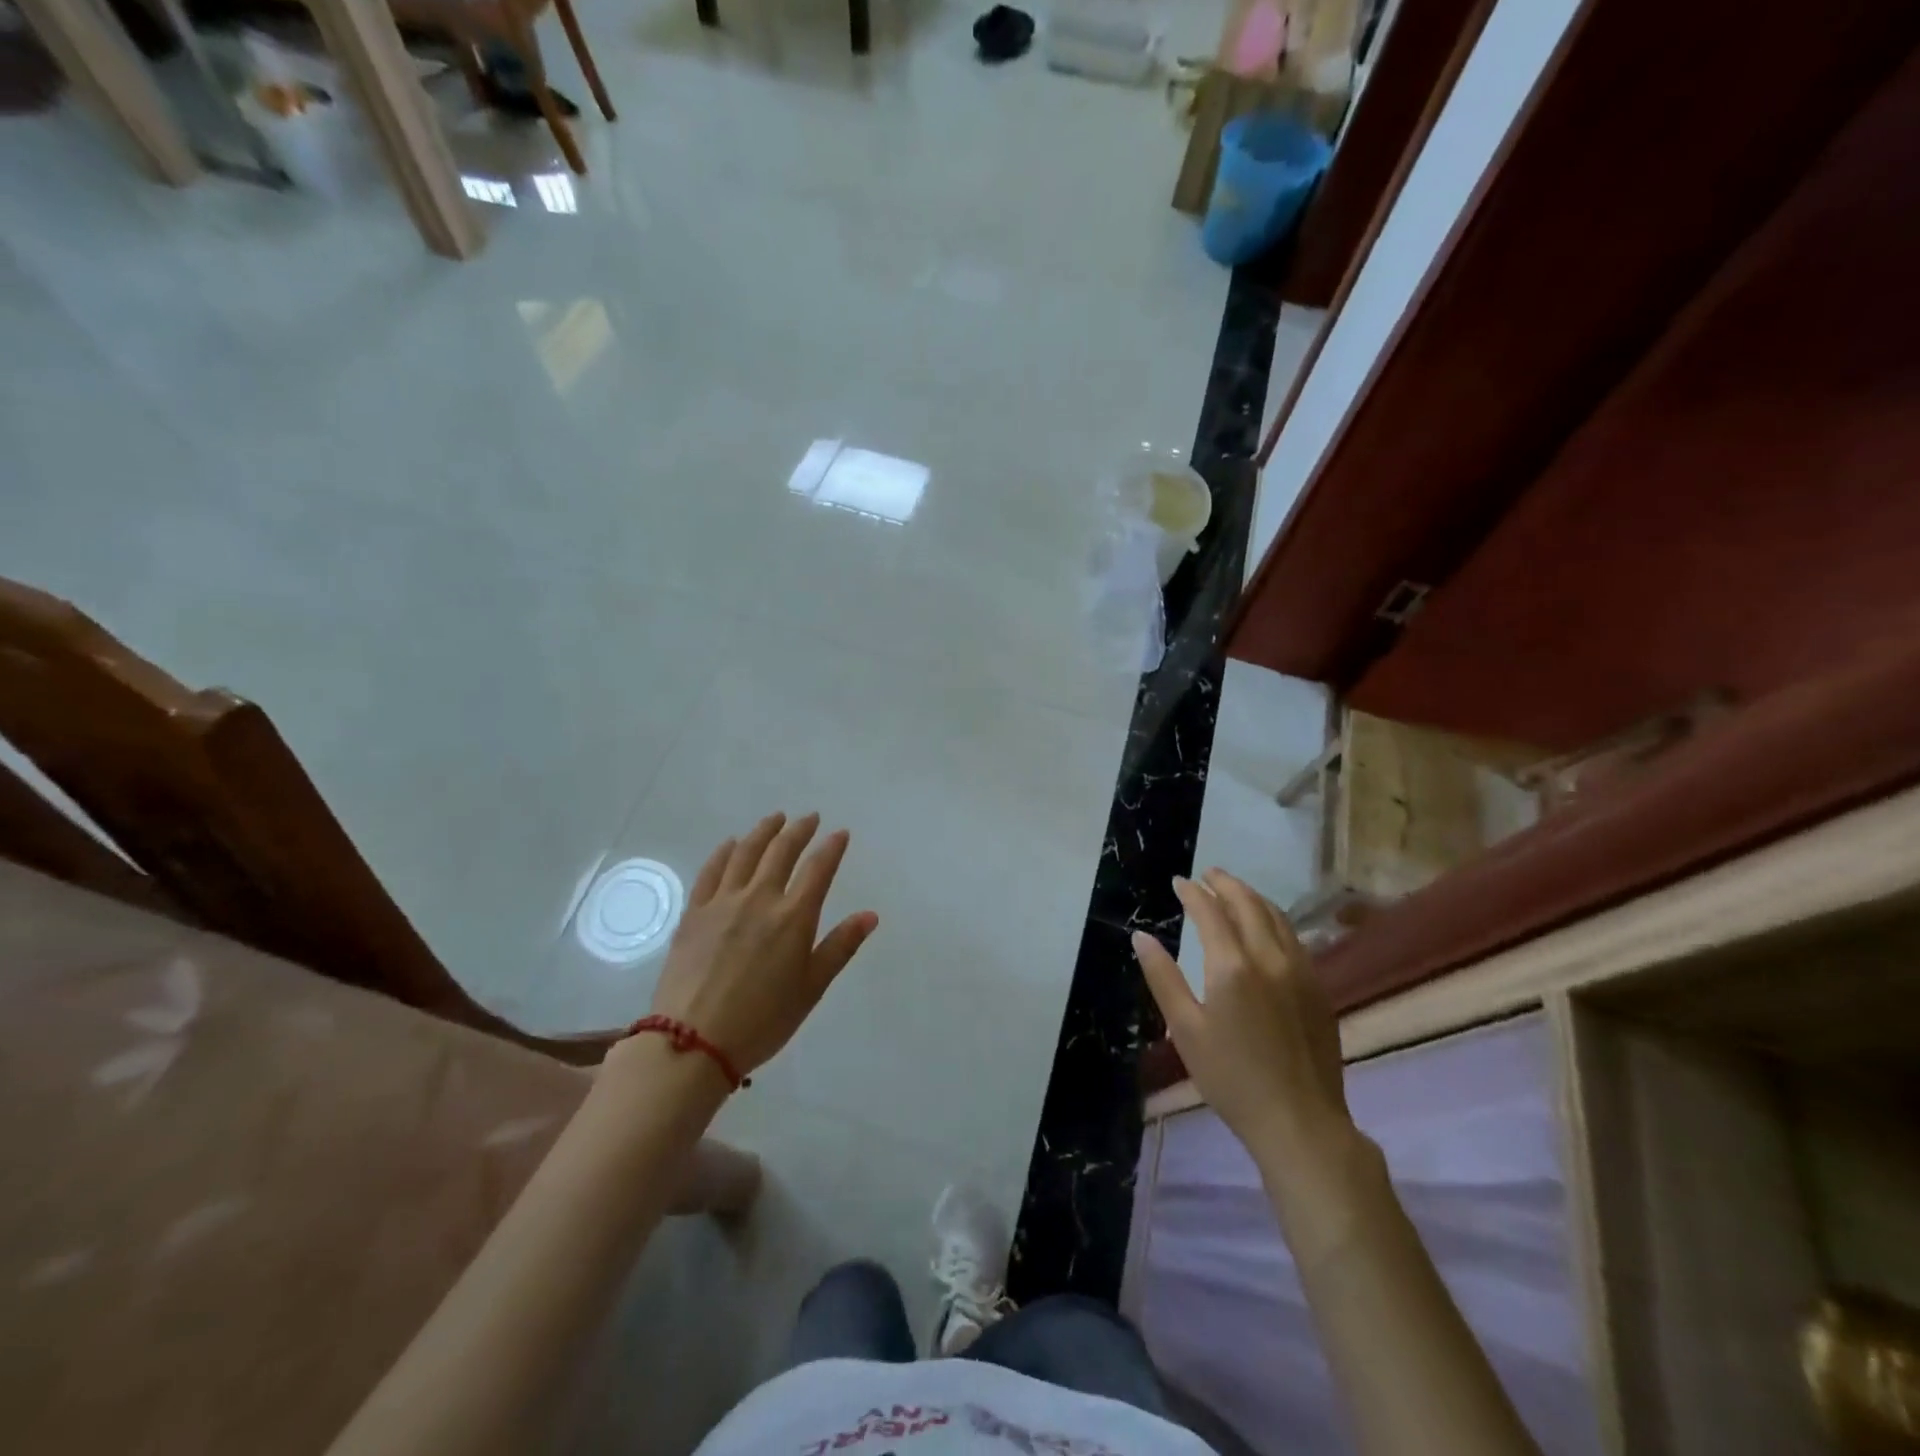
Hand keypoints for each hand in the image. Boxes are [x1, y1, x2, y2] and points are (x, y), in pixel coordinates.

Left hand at [647, 812, 878, 1076]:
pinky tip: (731, 843)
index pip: (818, 868)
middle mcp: (760, 898)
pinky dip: (724, 851)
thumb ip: (840, 946)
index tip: (840, 833)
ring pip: (746, 853)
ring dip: (763, 831)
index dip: (832, 847)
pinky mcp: (694, 912)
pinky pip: (711, 871)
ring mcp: (723, 902)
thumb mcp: (811, 988)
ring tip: (775, 819)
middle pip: (781, 851)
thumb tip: (870, 915)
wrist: (692, 1042)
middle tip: (809, 818)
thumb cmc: (762, 1020)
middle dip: (798, 830)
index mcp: (793, 917)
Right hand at [1133, 870, 1351, 1160]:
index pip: (1210, 912)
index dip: (1193, 893)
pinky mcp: (1318, 989)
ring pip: (1277, 917)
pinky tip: (1266, 928)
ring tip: (1234, 892)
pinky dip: (1274, 920)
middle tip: (1208, 874)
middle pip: (1248, 904)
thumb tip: (1141, 937)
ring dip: (1253, 898)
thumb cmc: (1231, 1078)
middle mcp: (1270, 958)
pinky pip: (1294, 938)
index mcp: (1232, 966)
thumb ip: (1162, 977)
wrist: (1300, 1122)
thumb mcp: (1185, 1029)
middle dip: (1226, 884)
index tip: (1179, 882)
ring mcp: (1301, 971)